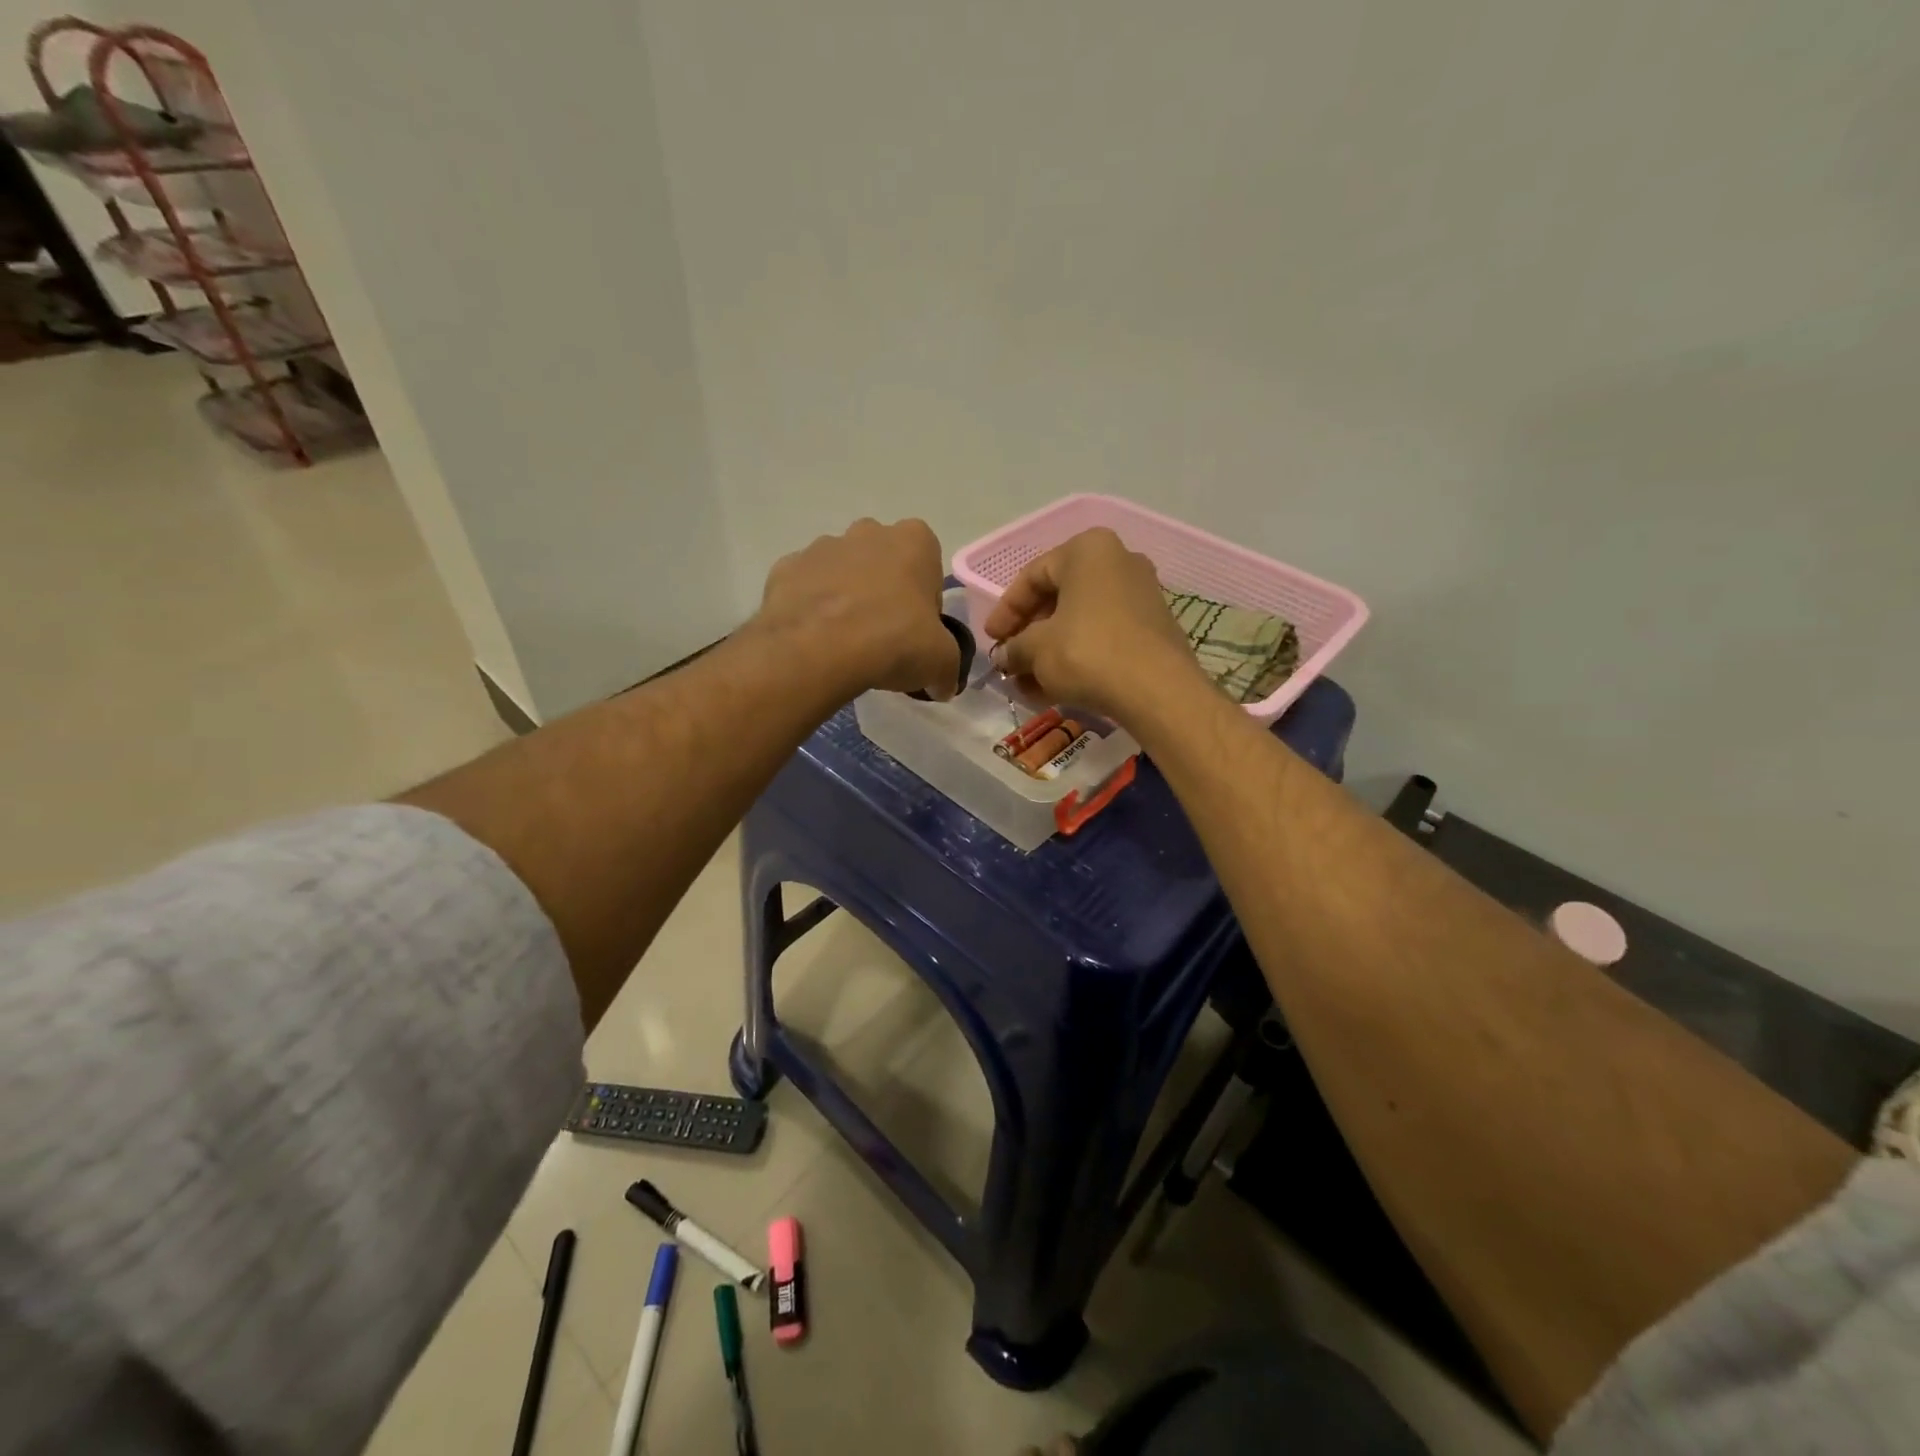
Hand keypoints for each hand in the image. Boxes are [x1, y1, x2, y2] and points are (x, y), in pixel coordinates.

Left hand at [749, 517, 959, 699]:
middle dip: (883, 592)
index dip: (924, 602)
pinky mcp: (785, 568)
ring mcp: (822, 547)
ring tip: (845, 643)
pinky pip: (805, 588)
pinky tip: (815, 641)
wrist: (817, 650)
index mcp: (914, 541)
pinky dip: (811, 609)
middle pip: (883, 562)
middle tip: (883, 637)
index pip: (928, 566)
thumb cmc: (893, 642)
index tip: (917, 632)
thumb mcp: (941, 662)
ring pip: (841, 572)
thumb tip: (943, 686)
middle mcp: (868, 532)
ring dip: (846, 598)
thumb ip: (947, 668)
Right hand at [982, 527, 1200, 720]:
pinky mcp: (1152, 629)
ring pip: (1080, 621)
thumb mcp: (1036, 649)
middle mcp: (1118, 562)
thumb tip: (1004, 657)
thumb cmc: (1087, 652)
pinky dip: (1077, 658)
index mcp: (1087, 550)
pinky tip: (1055, 688)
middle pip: (1059, 597)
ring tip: (1027, 683)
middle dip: (1029, 633)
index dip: (1005, 610)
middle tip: (1010, 660)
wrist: (1157, 690)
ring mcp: (1140, 595)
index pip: (1033, 576)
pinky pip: (1104, 637)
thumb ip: (1014, 648)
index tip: (991, 639)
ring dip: (1050, 651)